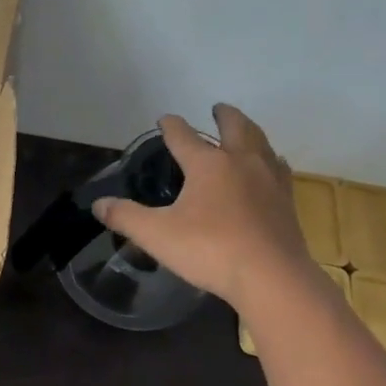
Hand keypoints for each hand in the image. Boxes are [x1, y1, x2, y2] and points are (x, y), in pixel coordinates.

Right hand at [93, 106, 315, 310]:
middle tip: (217, 108)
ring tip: (244, 131)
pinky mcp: (286, 200)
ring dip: (250, 131)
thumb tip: (99, 204)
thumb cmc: (209, 250)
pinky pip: (278, 168)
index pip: (184, 136)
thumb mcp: (156, 235)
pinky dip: (269, 159)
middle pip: (235, 128)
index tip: (165, 119)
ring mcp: (269, 179)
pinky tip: (269, 167)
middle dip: (224, 116)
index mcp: (208, 164)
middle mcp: (241, 162)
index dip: (171, 126)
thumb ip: (125, 217)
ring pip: (261, 143)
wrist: (270, 276)